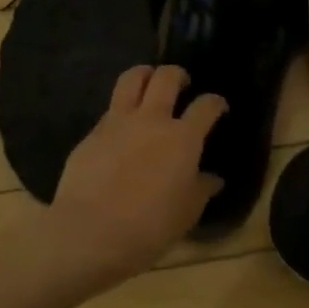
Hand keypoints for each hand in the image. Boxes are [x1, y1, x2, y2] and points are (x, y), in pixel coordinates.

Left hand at [50, 65, 225, 288]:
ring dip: (145, 74)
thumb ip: (201, 189)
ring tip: (149, 83)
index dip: (216, 102)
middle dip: (178, 74)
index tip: (218, 107)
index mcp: (183, 138)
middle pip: (167, 77)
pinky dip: (121, 108)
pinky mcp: (92, 133)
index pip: (206, 106)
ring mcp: (118, 122)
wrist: (90, 233)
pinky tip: (122, 127)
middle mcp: (152, 120)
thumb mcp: (186, 213)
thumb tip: (212, 179)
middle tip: (182, 84)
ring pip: (132, 78)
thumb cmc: (149, 227)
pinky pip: (110, 108)